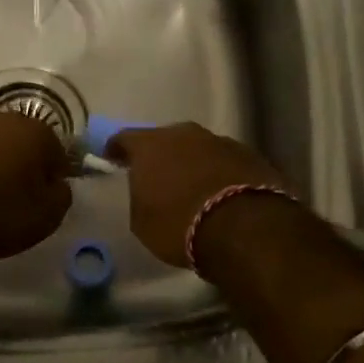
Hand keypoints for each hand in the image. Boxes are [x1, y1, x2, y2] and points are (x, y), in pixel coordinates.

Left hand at [0, 112, 72, 262]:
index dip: (54, 173)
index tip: (48, 194)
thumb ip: (61, 193)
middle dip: (21, 161)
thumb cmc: (4, 214)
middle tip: (19, 192)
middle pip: (18, 140)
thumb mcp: (50, 214)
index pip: (55, 150)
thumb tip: (56, 184)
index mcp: (33, 131)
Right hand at [104, 122, 290, 267]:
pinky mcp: (250, 155)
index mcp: (150, 145)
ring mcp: (220, 141)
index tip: (112, 160)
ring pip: (198, 148)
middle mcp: (184, 134)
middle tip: (157, 175)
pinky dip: (219, 173)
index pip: (124, 138)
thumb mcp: (142, 222)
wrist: (245, 228)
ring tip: (193, 187)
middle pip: (165, 139)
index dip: (116, 150)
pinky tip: (221, 193)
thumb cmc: (180, 225)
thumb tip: (148, 192)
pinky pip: (225, 162)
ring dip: (193, 163)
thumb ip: (140, 198)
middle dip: (160, 155)